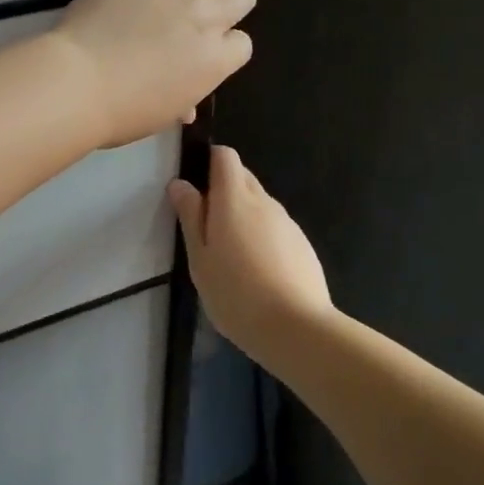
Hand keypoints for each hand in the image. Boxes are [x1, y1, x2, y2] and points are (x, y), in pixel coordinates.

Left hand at [52, 0, 255, 147]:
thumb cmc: (117, 110)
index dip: (225, 45)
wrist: (77, 86)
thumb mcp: (158, 115)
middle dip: (233, 1)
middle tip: (208, 6)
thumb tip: (188, 107)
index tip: (203, 49)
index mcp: (214, 64)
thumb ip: (182, 102)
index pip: (242, 45)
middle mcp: (208, 22)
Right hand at [168, 146, 332, 353]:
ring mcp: (287, 222)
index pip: (225, 156)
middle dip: (223, 190)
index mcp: (234, 199)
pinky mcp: (302, 244)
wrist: (297, 328)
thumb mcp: (200, 258)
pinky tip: (257, 272)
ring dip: (243, 216)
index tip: (195, 186)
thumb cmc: (236, 293)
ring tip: (230, 255)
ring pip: (260, 204)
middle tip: (206, 227)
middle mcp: (264, 201)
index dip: (209, 161)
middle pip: (243, 177)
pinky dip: (262, 237)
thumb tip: (181, 183)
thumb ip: (191, 216)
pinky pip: (275, 228)